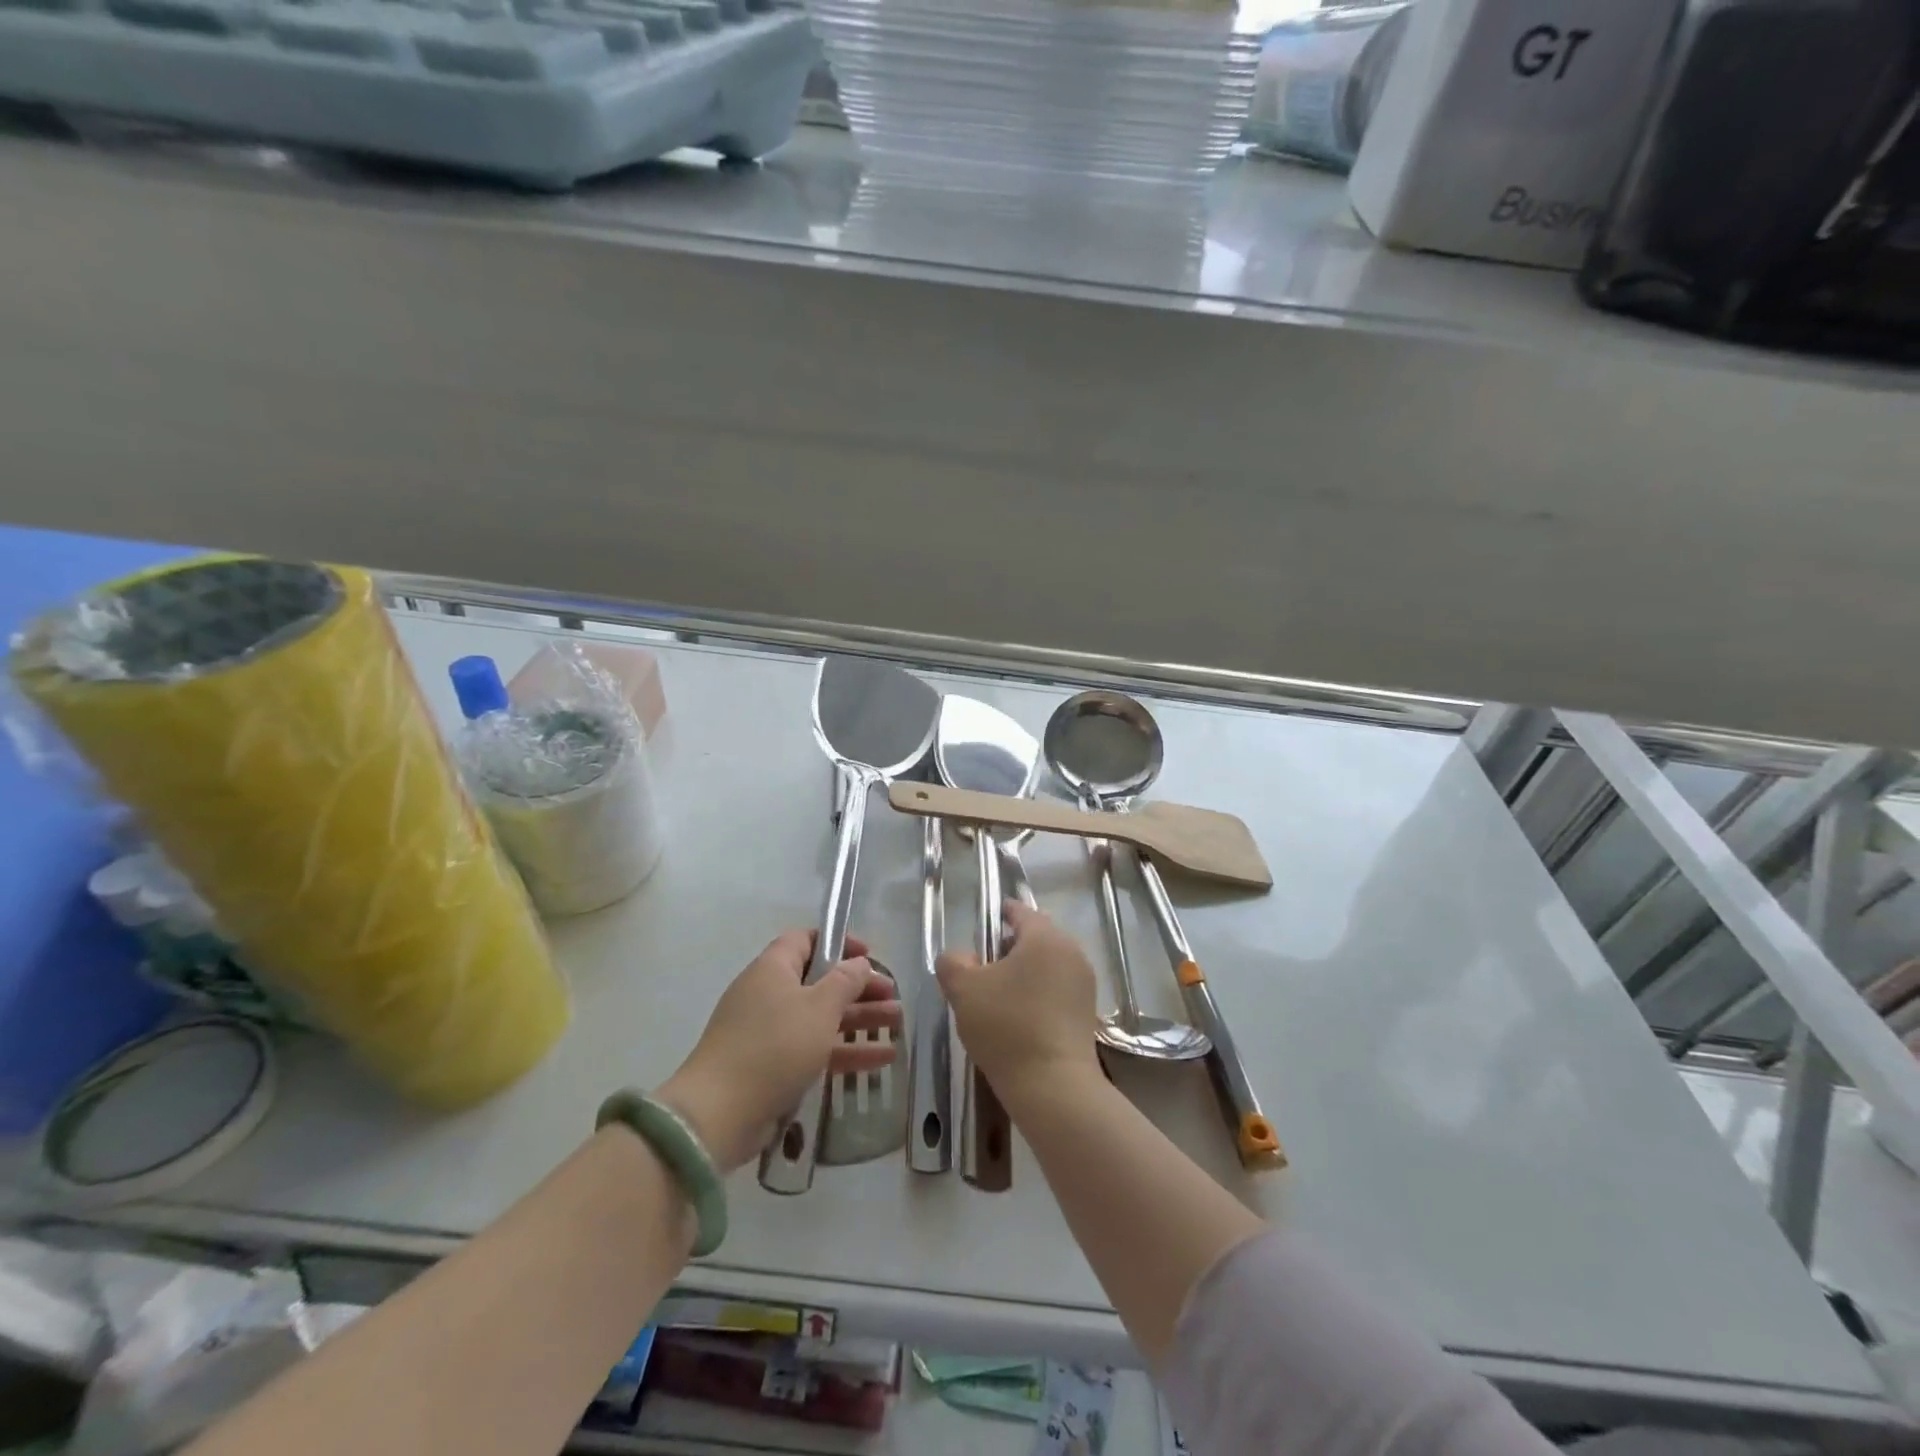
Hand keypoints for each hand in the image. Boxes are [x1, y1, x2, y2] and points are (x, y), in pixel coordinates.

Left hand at [660, 931, 900, 1171]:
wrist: (719, 1114)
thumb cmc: (774, 1046)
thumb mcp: (819, 1007)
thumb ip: (845, 981)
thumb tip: (859, 963)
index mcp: (773, 968)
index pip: (806, 940)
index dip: (839, 943)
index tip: (869, 955)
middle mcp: (768, 994)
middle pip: (819, 982)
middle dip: (858, 988)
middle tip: (893, 996)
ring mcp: (767, 1033)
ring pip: (821, 1018)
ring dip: (859, 1020)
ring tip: (897, 1025)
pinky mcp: (770, 1068)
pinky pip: (814, 1050)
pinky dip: (845, 1052)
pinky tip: (881, 1060)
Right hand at [937, 903, 1101, 1109]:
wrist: (1053, 1087)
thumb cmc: (1007, 1026)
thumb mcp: (964, 990)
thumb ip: (953, 962)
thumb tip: (961, 957)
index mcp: (1044, 936)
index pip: (1020, 911)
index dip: (999, 915)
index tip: (981, 927)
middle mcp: (1071, 952)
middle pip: (1036, 938)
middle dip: (1009, 947)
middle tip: (982, 968)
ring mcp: (1084, 983)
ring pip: (1048, 965)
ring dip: (1024, 973)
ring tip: (998, 997)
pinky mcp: (1087, 1013)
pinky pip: (1058, 990)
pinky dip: (1039, 994)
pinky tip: (1019, 1018)